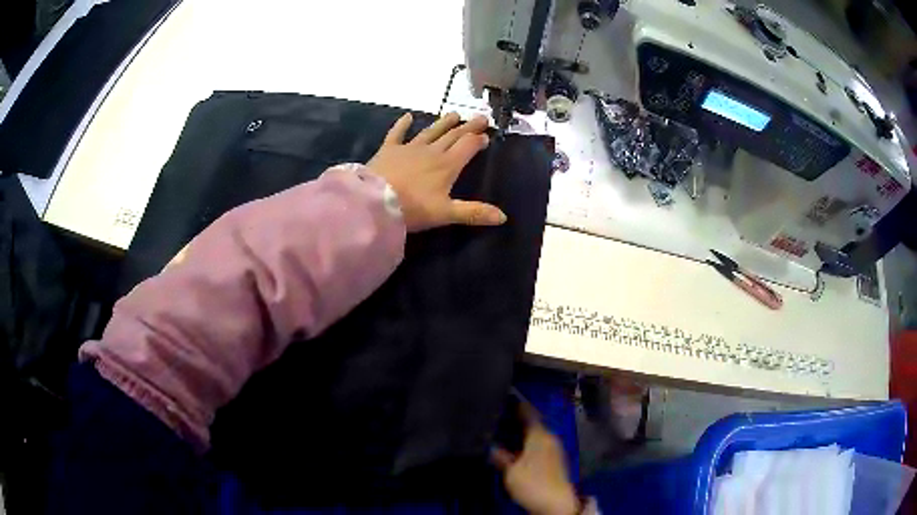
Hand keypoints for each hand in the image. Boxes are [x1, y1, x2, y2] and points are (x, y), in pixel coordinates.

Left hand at [367, 112, 505, 231]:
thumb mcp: (446, 213)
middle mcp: (431, 151)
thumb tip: (503, 217)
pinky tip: (407, 116)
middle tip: (480, 117)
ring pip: (430, 131)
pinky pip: (397, 133)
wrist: (375, 201)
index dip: (478, 140)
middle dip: (468, 126)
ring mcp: (409, 148)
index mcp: (447, 165)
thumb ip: (474, 213)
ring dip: (443, 123)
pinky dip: (402, 125)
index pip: (468, 146)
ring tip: (454, 114)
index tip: (486, 135)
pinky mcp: (389, 149)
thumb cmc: (412, 208)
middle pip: (453, 135)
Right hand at [491, 403, 580, 514]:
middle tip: (495, 415)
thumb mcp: (511, 471)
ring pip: (534, 434)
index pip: (527, 411)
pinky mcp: (554, 460)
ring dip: (519, 431)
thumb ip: (500, 456)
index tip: (501, 395)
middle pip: (531, 422)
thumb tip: (489, 445)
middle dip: (515, 418)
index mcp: (540, 434)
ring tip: (500, 430)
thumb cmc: (533, 483)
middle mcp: (549, 437)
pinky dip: (525, 442)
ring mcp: (554, 448)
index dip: (515, 403)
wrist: (556, 504)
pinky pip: (537, 444)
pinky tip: (513, 447)